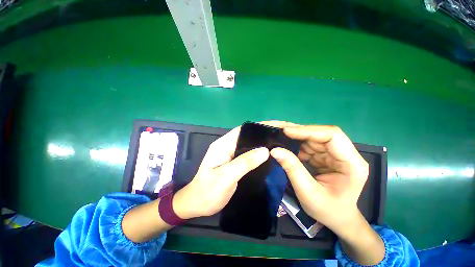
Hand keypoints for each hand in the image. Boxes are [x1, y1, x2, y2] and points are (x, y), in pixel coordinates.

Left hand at [173, 127, 269, 218]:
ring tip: (277, 145)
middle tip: (279, 137)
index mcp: (223, 145)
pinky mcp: (234, 164)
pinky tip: (268, 158)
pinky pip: (248, 156)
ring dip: (260, 145)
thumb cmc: (207, 191)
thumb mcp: (226, 176)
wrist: (196, 205)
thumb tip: (265, 150)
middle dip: (261, 136)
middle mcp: (227, 147)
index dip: (257, 128)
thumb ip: (244, 162)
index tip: (273, 128)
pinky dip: (257, 155)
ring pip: (248, 146)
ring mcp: (230, 155)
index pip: (242, 130)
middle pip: (246, 137)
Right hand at [265, 122, 368, 232]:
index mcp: (351, 163)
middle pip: (320, 134)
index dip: (308, 131)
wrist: (337, 219)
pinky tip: (283, 145)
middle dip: (297, 131)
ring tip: (277, 135)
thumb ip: (292, 169)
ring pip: (312, 138)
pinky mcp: (324, 156)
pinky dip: (294, 144)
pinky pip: (308, 145)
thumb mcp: (308, 192)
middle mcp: (344, 154)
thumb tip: (274, 150)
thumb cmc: (328, 210)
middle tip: (277, 128)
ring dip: (294, 136)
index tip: (286, 131)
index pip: (332, 136)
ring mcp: (334, 154)